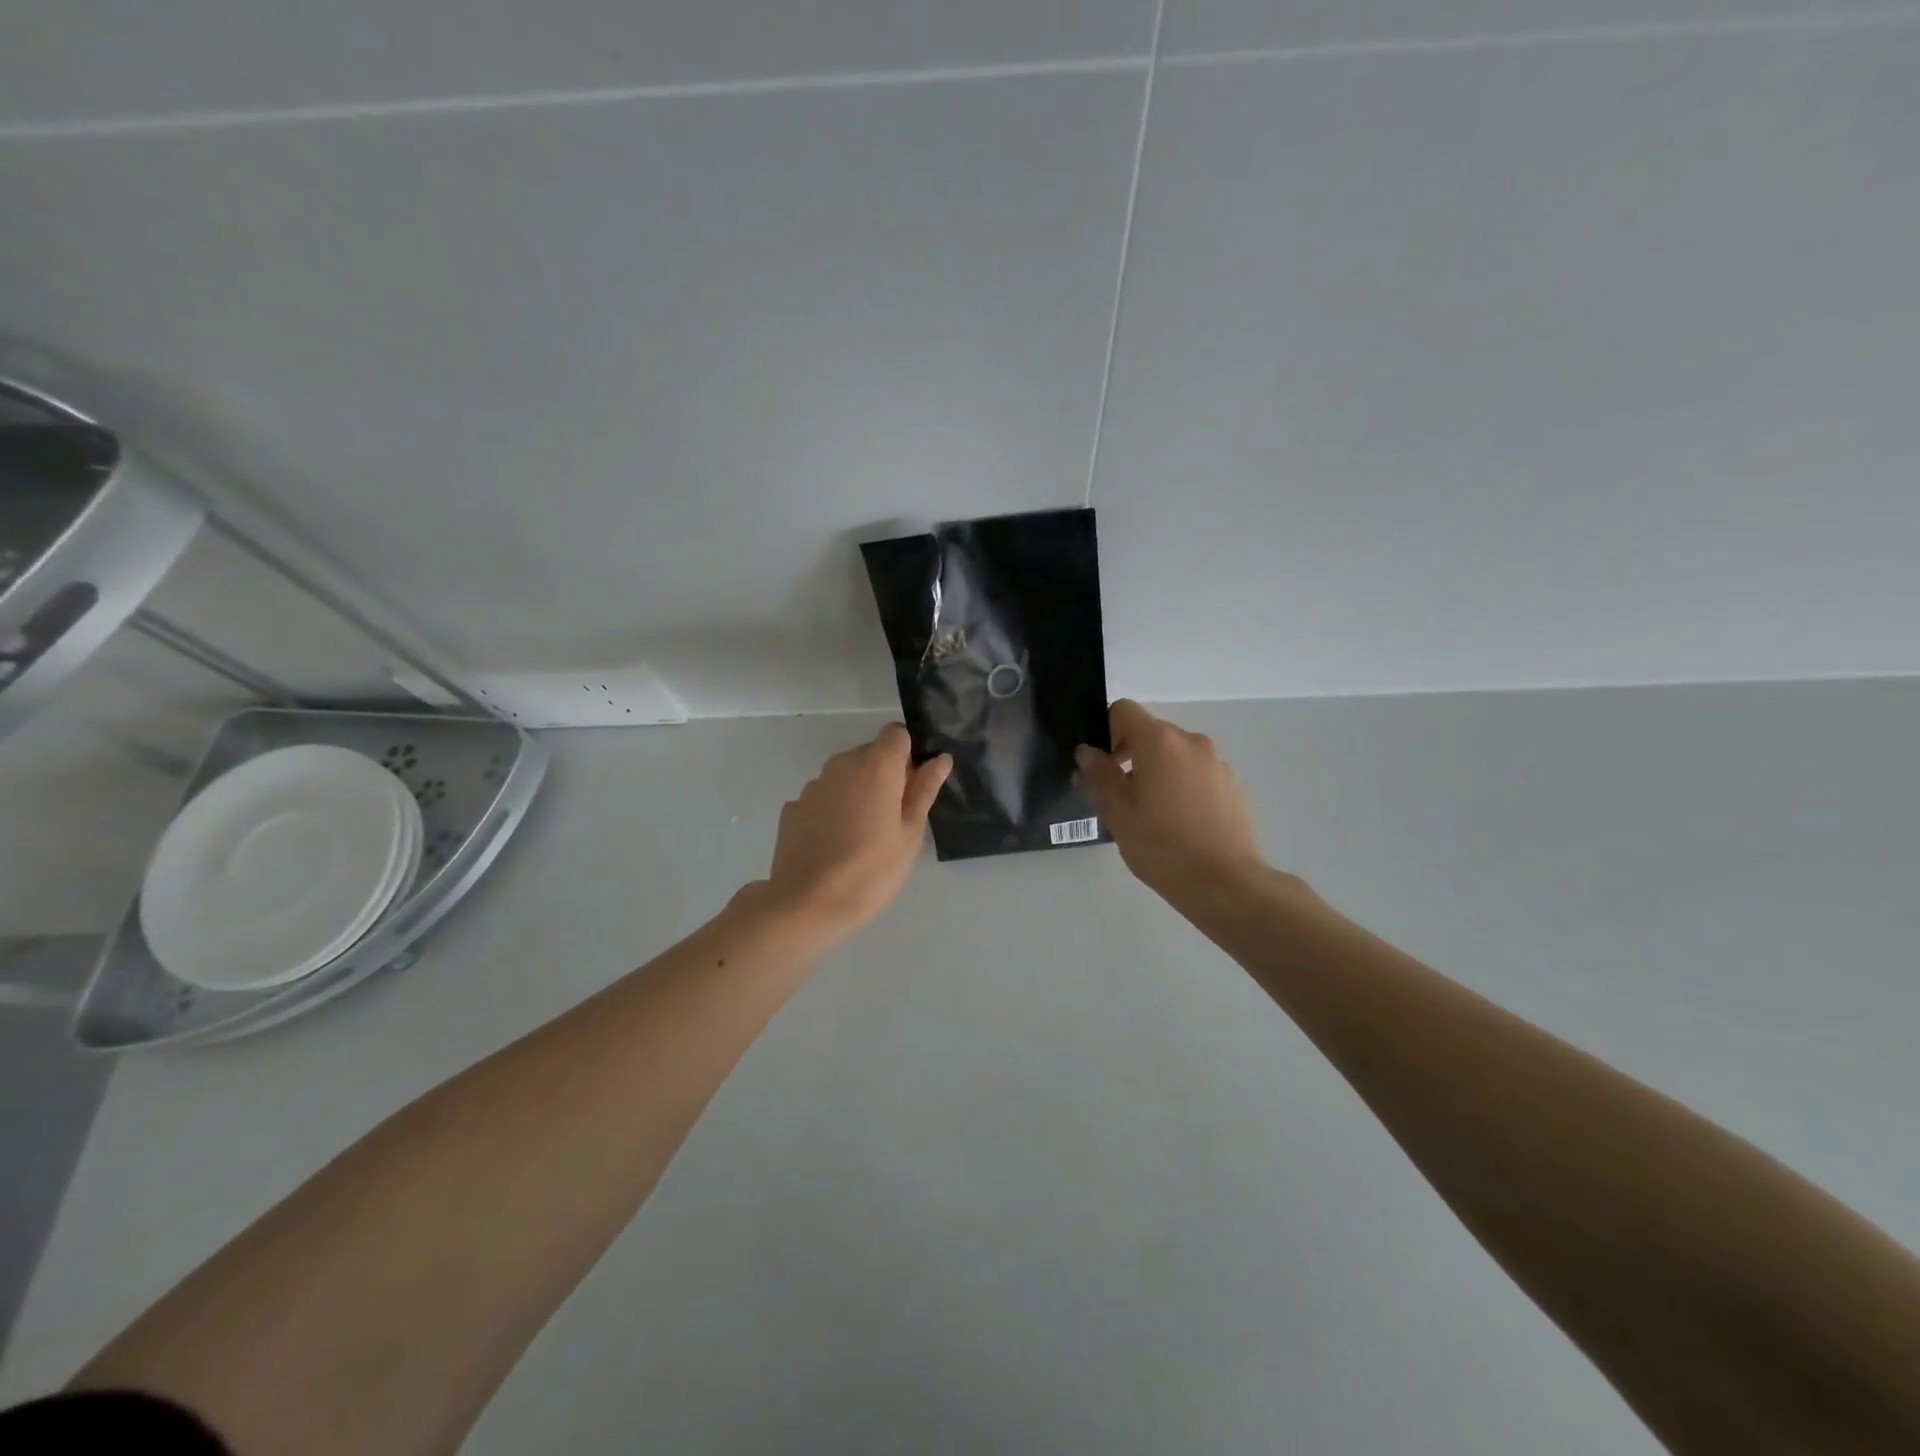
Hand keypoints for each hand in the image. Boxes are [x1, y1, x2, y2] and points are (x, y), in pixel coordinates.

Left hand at [764, 723, 951, 941]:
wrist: (807, 904)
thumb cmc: (872, 870)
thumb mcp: (910, 833)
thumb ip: (924, 789)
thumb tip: (940, 758)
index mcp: (876, 765)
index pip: (897, 733)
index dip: (909, 754)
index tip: (913, 786)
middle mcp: (841, 764)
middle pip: (870, 754)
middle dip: (885, 776)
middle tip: (894, 819)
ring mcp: (813, 786)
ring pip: (845, 777)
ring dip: (858, 793)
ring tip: (863, 837)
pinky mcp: (793, 808)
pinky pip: (823, 798)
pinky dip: (833, 811)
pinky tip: (835, 845)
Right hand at [1076, 701, 1273, 908]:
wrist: (1227, 884)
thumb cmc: (1163, 847)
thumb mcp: (1118, 814)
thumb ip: (1100, 776)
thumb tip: (1088, 752)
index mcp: (1159, 742)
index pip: (1123, 710)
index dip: (1107, 732)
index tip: (1105, 768)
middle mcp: (1191, 742)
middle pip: (1151, 732)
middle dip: (1131, 756)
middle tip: (1122, 798)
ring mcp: (1217, 762)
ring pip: (1175, 754)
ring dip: (1158, 772)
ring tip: (1153, 815)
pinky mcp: (1233, 784)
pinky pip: (1197, 773)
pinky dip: (1183, 786)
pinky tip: (1181, 824)